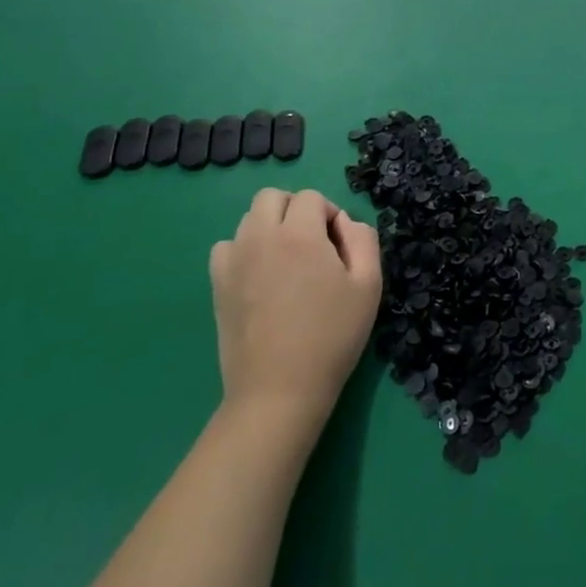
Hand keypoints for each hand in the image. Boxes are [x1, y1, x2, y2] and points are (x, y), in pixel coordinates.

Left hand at [209, 189, 381, 428]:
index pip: (311, 197)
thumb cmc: (332, 335)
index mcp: (300, 234)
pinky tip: (260, 276)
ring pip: (249, 219)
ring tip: (288, 261)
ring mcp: (234, 260)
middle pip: (272, 197)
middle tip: (313, 244)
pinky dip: (244, 249)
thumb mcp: (369, 285)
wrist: (280, 389)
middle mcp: (261, 237)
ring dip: (270, 227)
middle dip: (296, 209)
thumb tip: (346, 222)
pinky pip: (227, 247)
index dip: (330, 214)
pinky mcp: (217, 284)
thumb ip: (363, 240)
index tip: (339, 246)